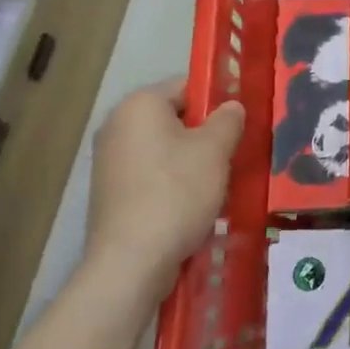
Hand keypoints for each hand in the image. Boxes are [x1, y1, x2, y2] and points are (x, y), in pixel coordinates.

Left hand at [87, 80, 244, 270]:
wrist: (130, 263)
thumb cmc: (176, 193)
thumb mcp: (215, 149)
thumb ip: (229, 119)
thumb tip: (231, 107)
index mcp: (140, 104)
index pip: (187, 85)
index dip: (218, 100)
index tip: (240, 123)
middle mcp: (117, 125)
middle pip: (175, 117)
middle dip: (205, 133)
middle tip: (233, 153)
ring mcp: (109, 161)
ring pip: (165, 148)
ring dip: (192, 160)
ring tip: (217, 183)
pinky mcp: (109, 193)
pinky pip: (151, 174)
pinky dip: (173, 182)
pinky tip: (192, 204)